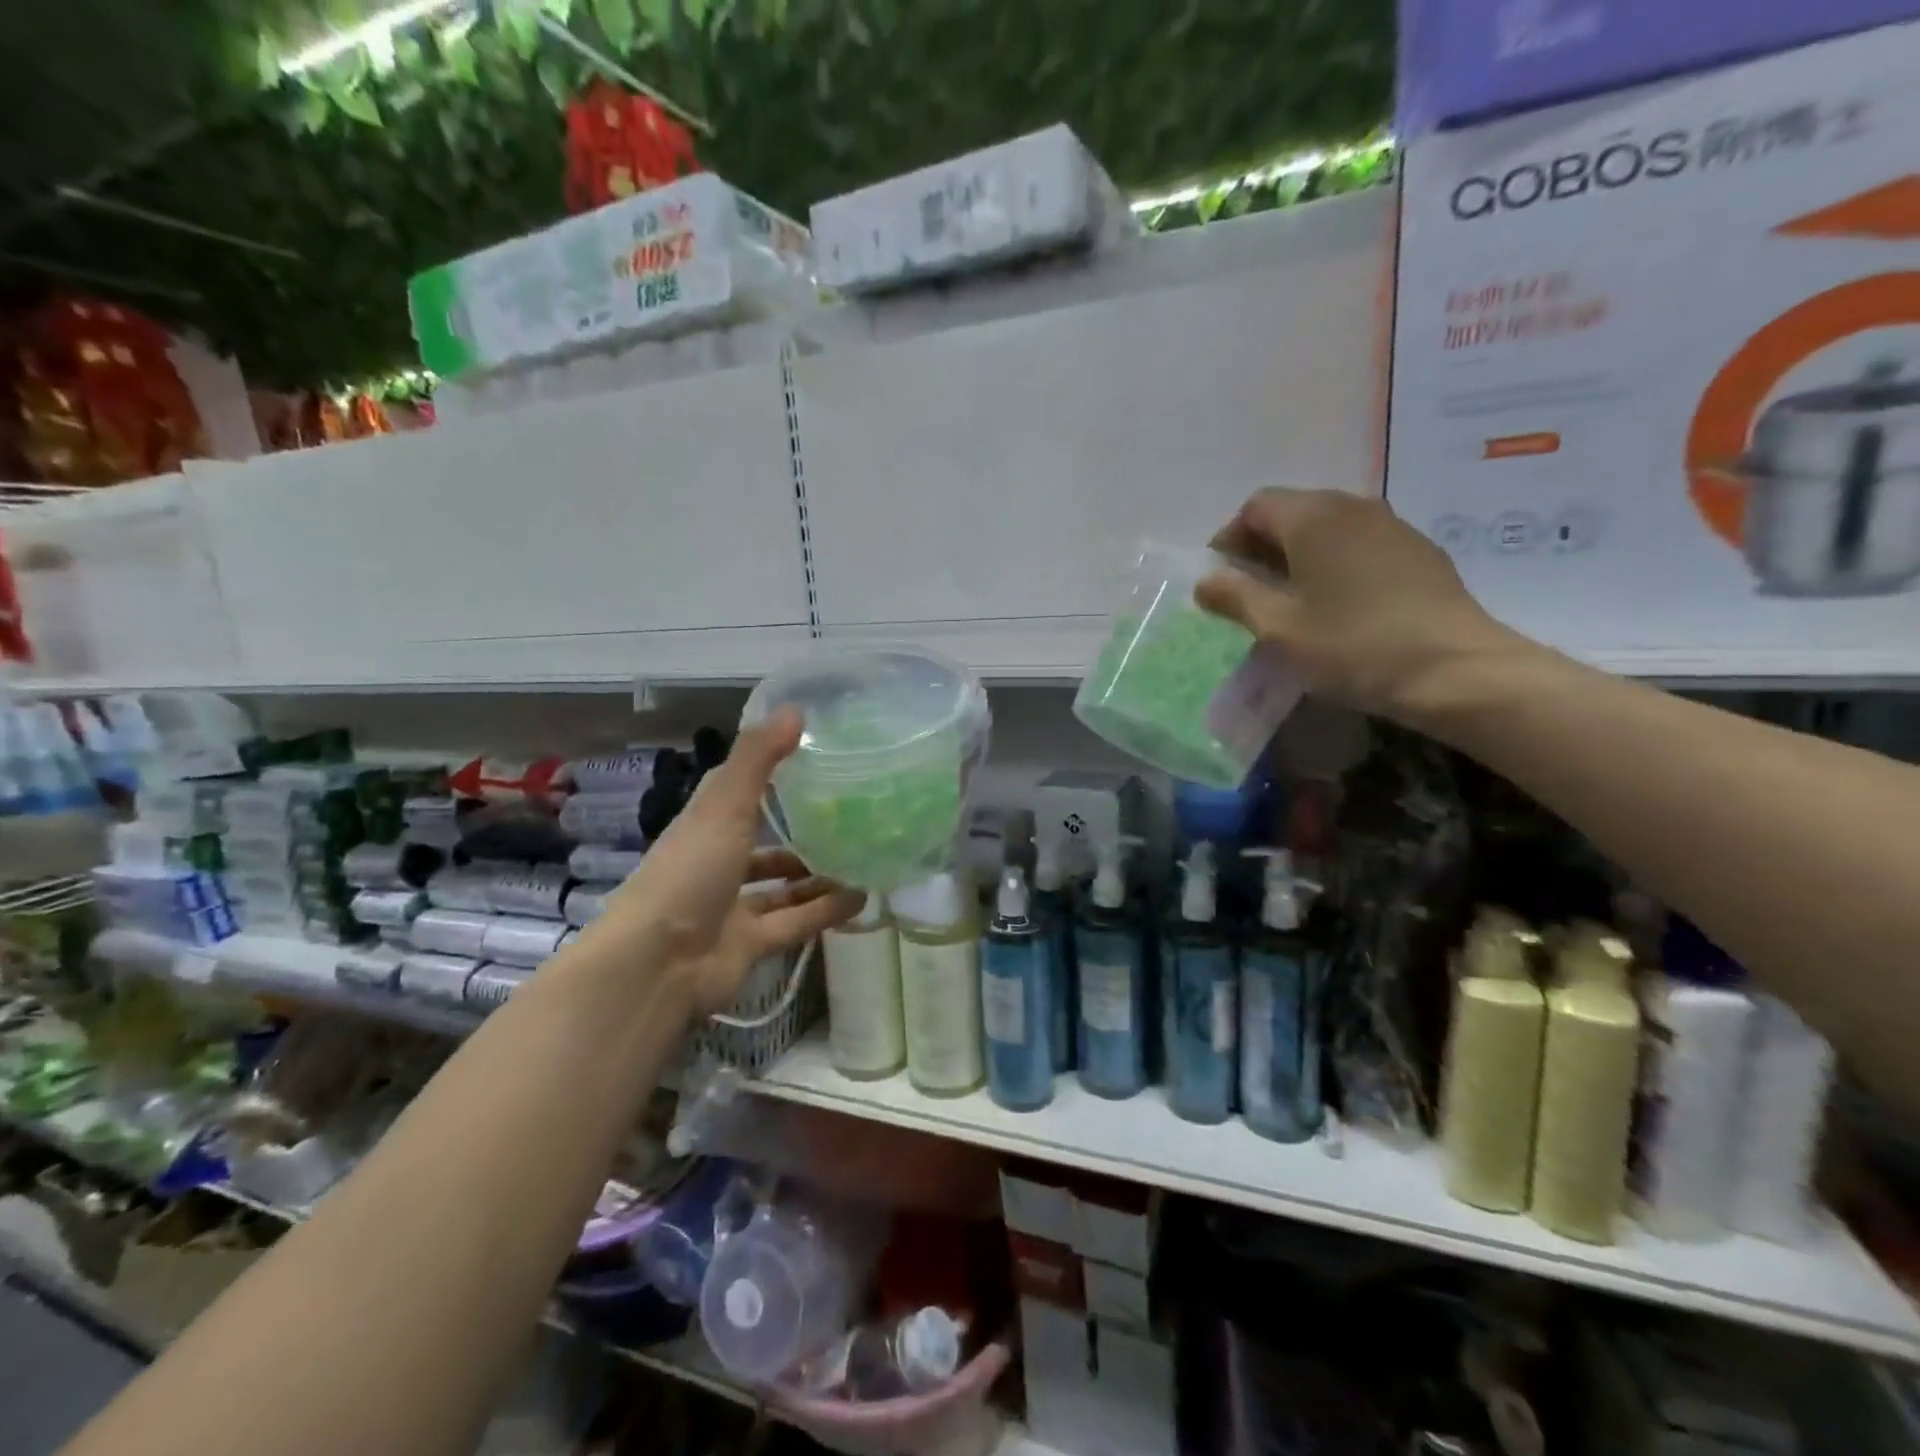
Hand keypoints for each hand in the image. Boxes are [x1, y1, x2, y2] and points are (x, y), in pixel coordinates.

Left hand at [601, 710, 864, 1014]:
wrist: (656, 965)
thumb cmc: (689, 872)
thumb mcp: (724, 806)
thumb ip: (758, 758)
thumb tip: (795, 708)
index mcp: (705, 827)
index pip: (738, 793)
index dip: (769, 775)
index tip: (812, 760)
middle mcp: (717, 864)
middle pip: (762, 844)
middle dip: (800, 834)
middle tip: (849, 818)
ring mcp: (732, 908)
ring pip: (783, 888)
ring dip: (819, 876)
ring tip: (863, 859)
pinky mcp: (750, 945)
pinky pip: (796, 922)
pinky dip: (826, 911)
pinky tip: (862, 898)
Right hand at [1196, 488, 1513, 720]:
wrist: (1455, 670)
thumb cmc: (1353, 646)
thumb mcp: (1279, 628)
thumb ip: (1235, 597)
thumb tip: (1206, 580)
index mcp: (1314, 518)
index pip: (1256, 506)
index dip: (1229, 538)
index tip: (1221, 579)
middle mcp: (1354, 507)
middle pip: (1293, 511)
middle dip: (1262, 546)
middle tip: (1249, 592)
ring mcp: (1392, 526)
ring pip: (1328, 527)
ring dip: (1299, 555)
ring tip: (1291, 600)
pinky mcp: (1418, 551)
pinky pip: (1359, 544)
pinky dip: (1334, 563)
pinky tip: (1336, 604)